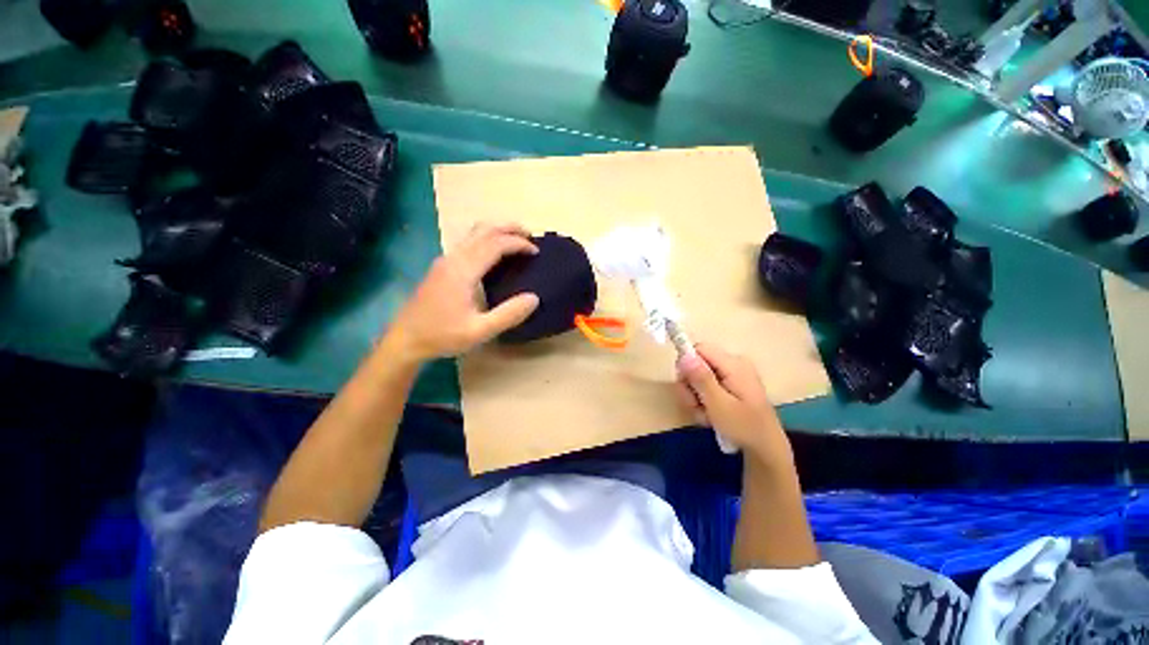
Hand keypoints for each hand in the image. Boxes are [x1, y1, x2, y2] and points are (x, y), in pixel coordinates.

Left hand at [385, 223, 539, 362]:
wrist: (405, 340)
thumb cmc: (442, 336)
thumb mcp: (480, 331)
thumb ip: (508, 315)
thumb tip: (534, 298)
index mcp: (463, 270)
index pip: (495, 244)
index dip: (518, 243)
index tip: (536, 251)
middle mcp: (453, 258)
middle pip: (484, 230)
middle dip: (509, 228)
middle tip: (531, 236)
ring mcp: (445, 260)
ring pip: (474, 233)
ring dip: (498, 231)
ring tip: (517, 240)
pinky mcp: (442, 266)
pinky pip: (469, 243)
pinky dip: (488, 240)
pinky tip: (496, 255)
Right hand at [675, 344, 791, 463]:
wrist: (766, 449)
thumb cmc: (744, 427)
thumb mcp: (718, 404)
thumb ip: (701, 378)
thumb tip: (684, 355)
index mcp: (733, 364)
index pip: (699, 349)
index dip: (686, 365)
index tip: (685, 386)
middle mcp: (733, 363)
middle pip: (697, 364)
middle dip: (690, 386)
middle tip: (695, 406)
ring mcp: (733, 374)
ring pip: (699, 377)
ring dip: (695, 397)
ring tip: (705, 415)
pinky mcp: (731, 384)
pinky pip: (707, 385)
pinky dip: (704, 400)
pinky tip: (710, 415)